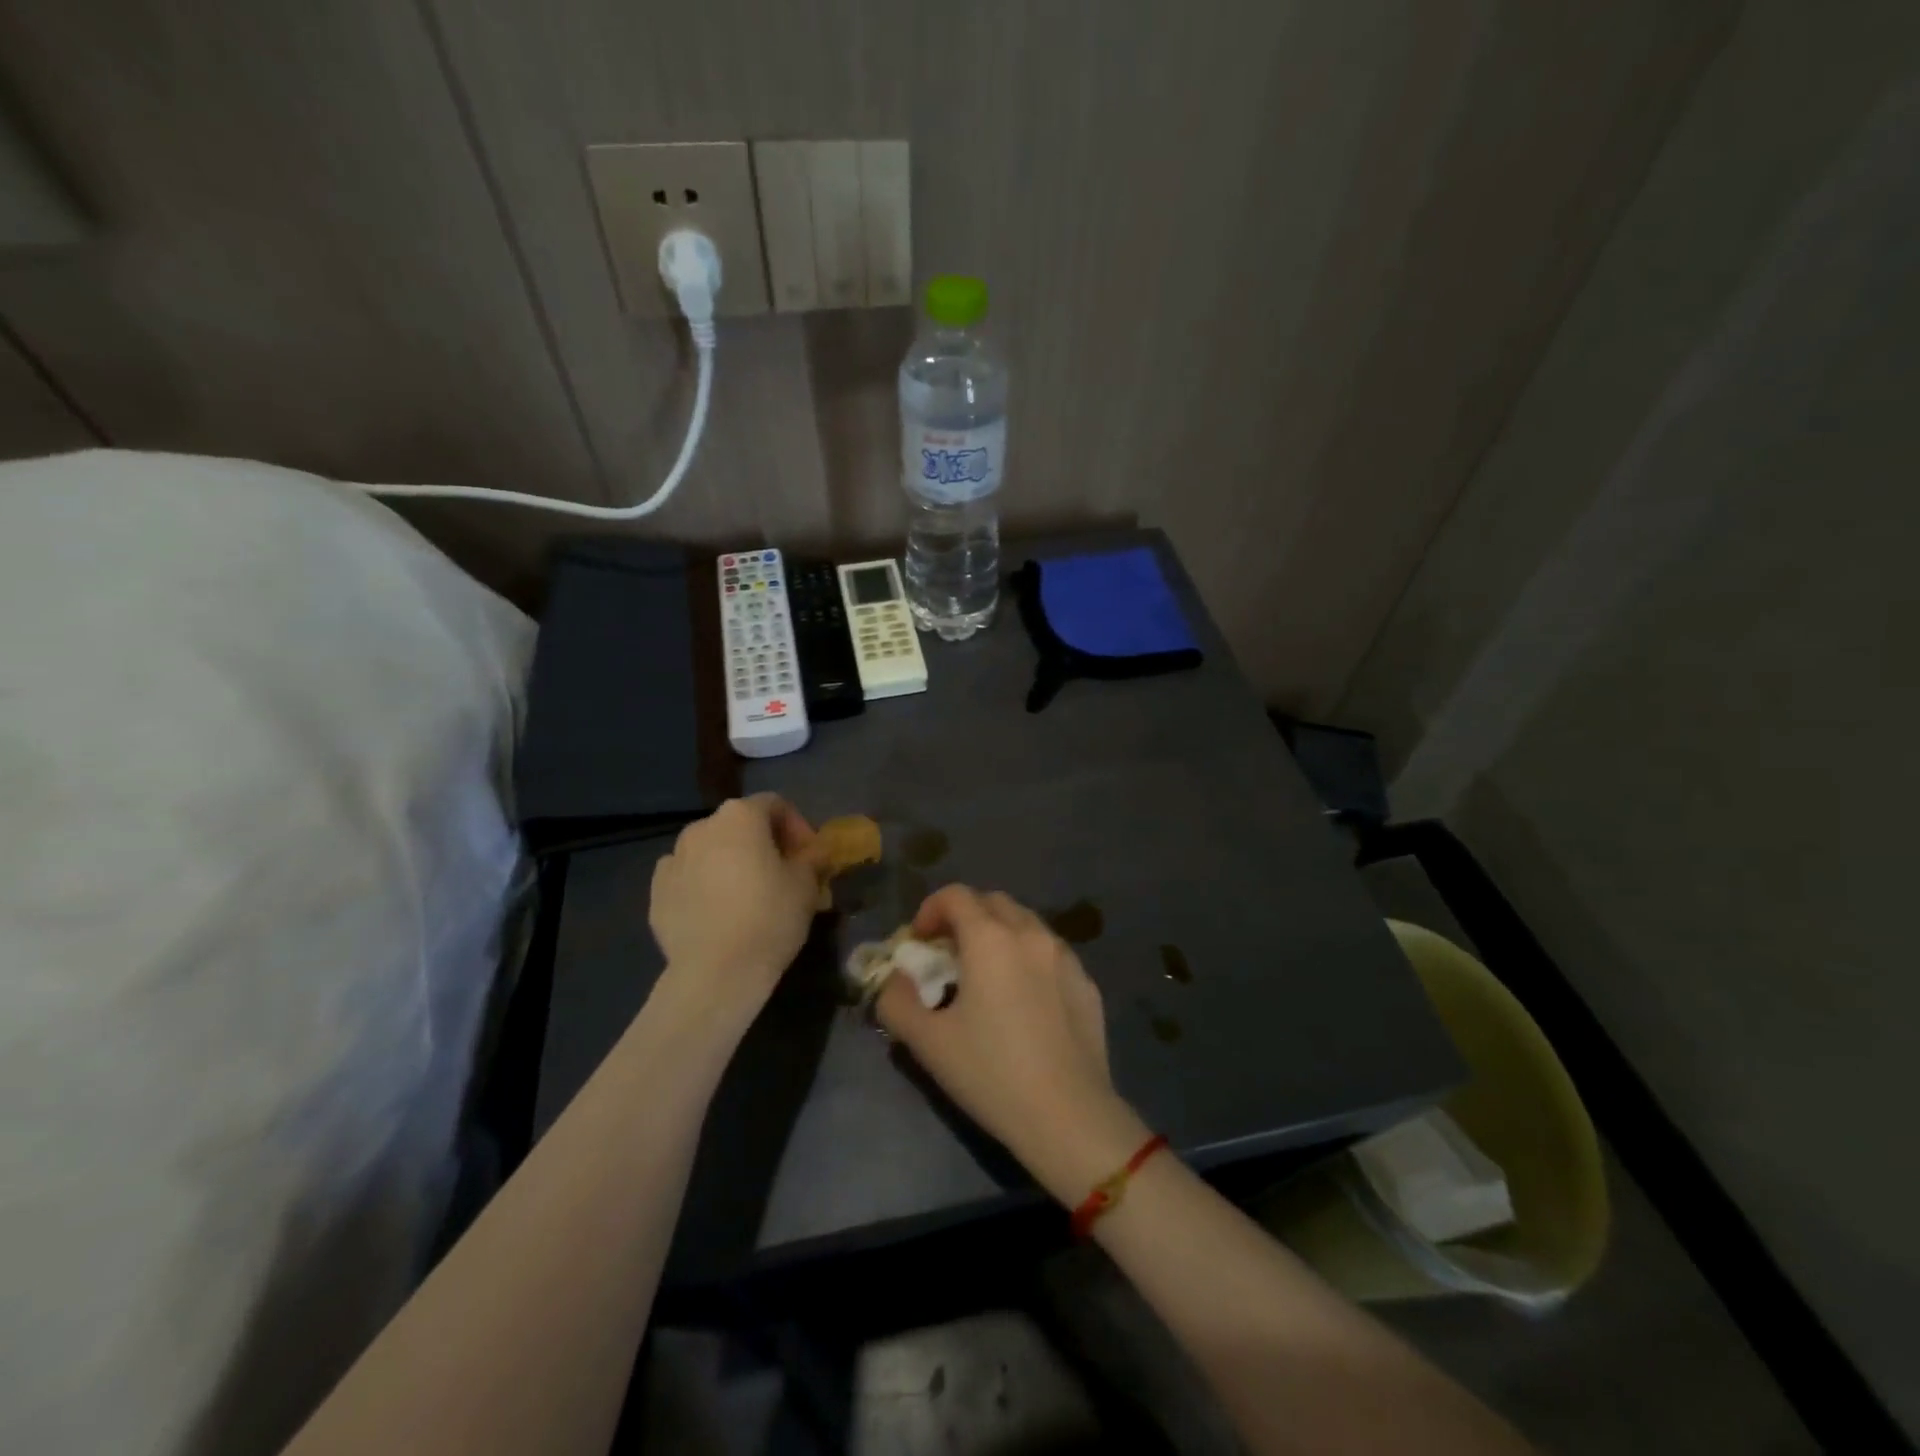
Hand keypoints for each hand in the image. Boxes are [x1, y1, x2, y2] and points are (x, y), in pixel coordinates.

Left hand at [649, 796, 818, 1031]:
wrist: (716, 972)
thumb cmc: (769, 917)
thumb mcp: (806, 884)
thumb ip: (812, 857)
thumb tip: (813, 851)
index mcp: (740, 816)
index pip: (776, 805)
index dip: (798, 827)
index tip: (810, 856)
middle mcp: (702, 827)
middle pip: (741, 825)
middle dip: (764, 844)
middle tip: (784, 875)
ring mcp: (673, 858)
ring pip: (712, 850)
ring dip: (732, 862)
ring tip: (748, 895)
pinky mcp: (657, 891)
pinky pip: (688, 877)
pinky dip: (705, 885)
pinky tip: (718, 912)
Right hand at [876, 885, 1151, 1204]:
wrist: (1069, 1115)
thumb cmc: (991, 1074)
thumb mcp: (928, 1043)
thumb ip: (897, 1002)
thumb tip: (896, 980)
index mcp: (990, 939)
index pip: (956, 896)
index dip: (930, 909)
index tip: (919, 941)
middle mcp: (1031, 934)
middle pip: (993, 902)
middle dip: (965, 916)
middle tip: (948, 953)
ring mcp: (1065, 956)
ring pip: (1026, 923)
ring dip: (999, 933)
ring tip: (986, 974)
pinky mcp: (1087, 982)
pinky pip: (1050, 953)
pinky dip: (1029, 957)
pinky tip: (1024, 999)